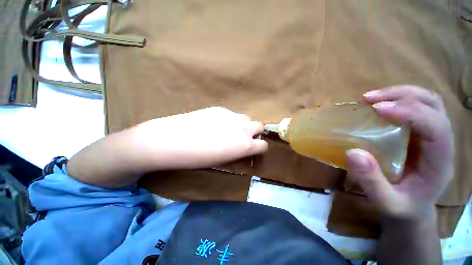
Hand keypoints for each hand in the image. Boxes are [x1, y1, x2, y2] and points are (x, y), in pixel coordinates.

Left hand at [132, 107, 267, 169]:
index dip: (259, 148)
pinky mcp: (219, 108)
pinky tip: (214, 124)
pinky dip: (229, 120)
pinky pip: (230, 114)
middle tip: (242, 139)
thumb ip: (237, 153)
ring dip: (242, 125)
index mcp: (244, 145)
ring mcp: (231, 115)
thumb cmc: (196, 159)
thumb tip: (243, 150)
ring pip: (245, 118)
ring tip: (228, 131)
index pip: (263, 145)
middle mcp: (242, 128)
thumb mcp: (222, 161)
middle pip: (259, 126)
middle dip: (254, 133)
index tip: (253, 150)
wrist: (170, 141)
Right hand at [345, 85, 453, 222]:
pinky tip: (378, 105)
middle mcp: (441, 142)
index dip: (410, 112)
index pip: (436, 126)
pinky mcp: (420, 133)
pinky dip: (398, 100)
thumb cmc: (402, 208)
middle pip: (433, 105)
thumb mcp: (386, 203)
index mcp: (440, 161)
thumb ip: (372, 182)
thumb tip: (352, 152)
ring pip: (427, 101)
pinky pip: (416, 107)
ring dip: (400, 93)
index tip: (377, 109)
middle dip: (403, 95)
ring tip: (371, 98)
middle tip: (369, 99)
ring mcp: (432, 135)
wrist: (413, 209)